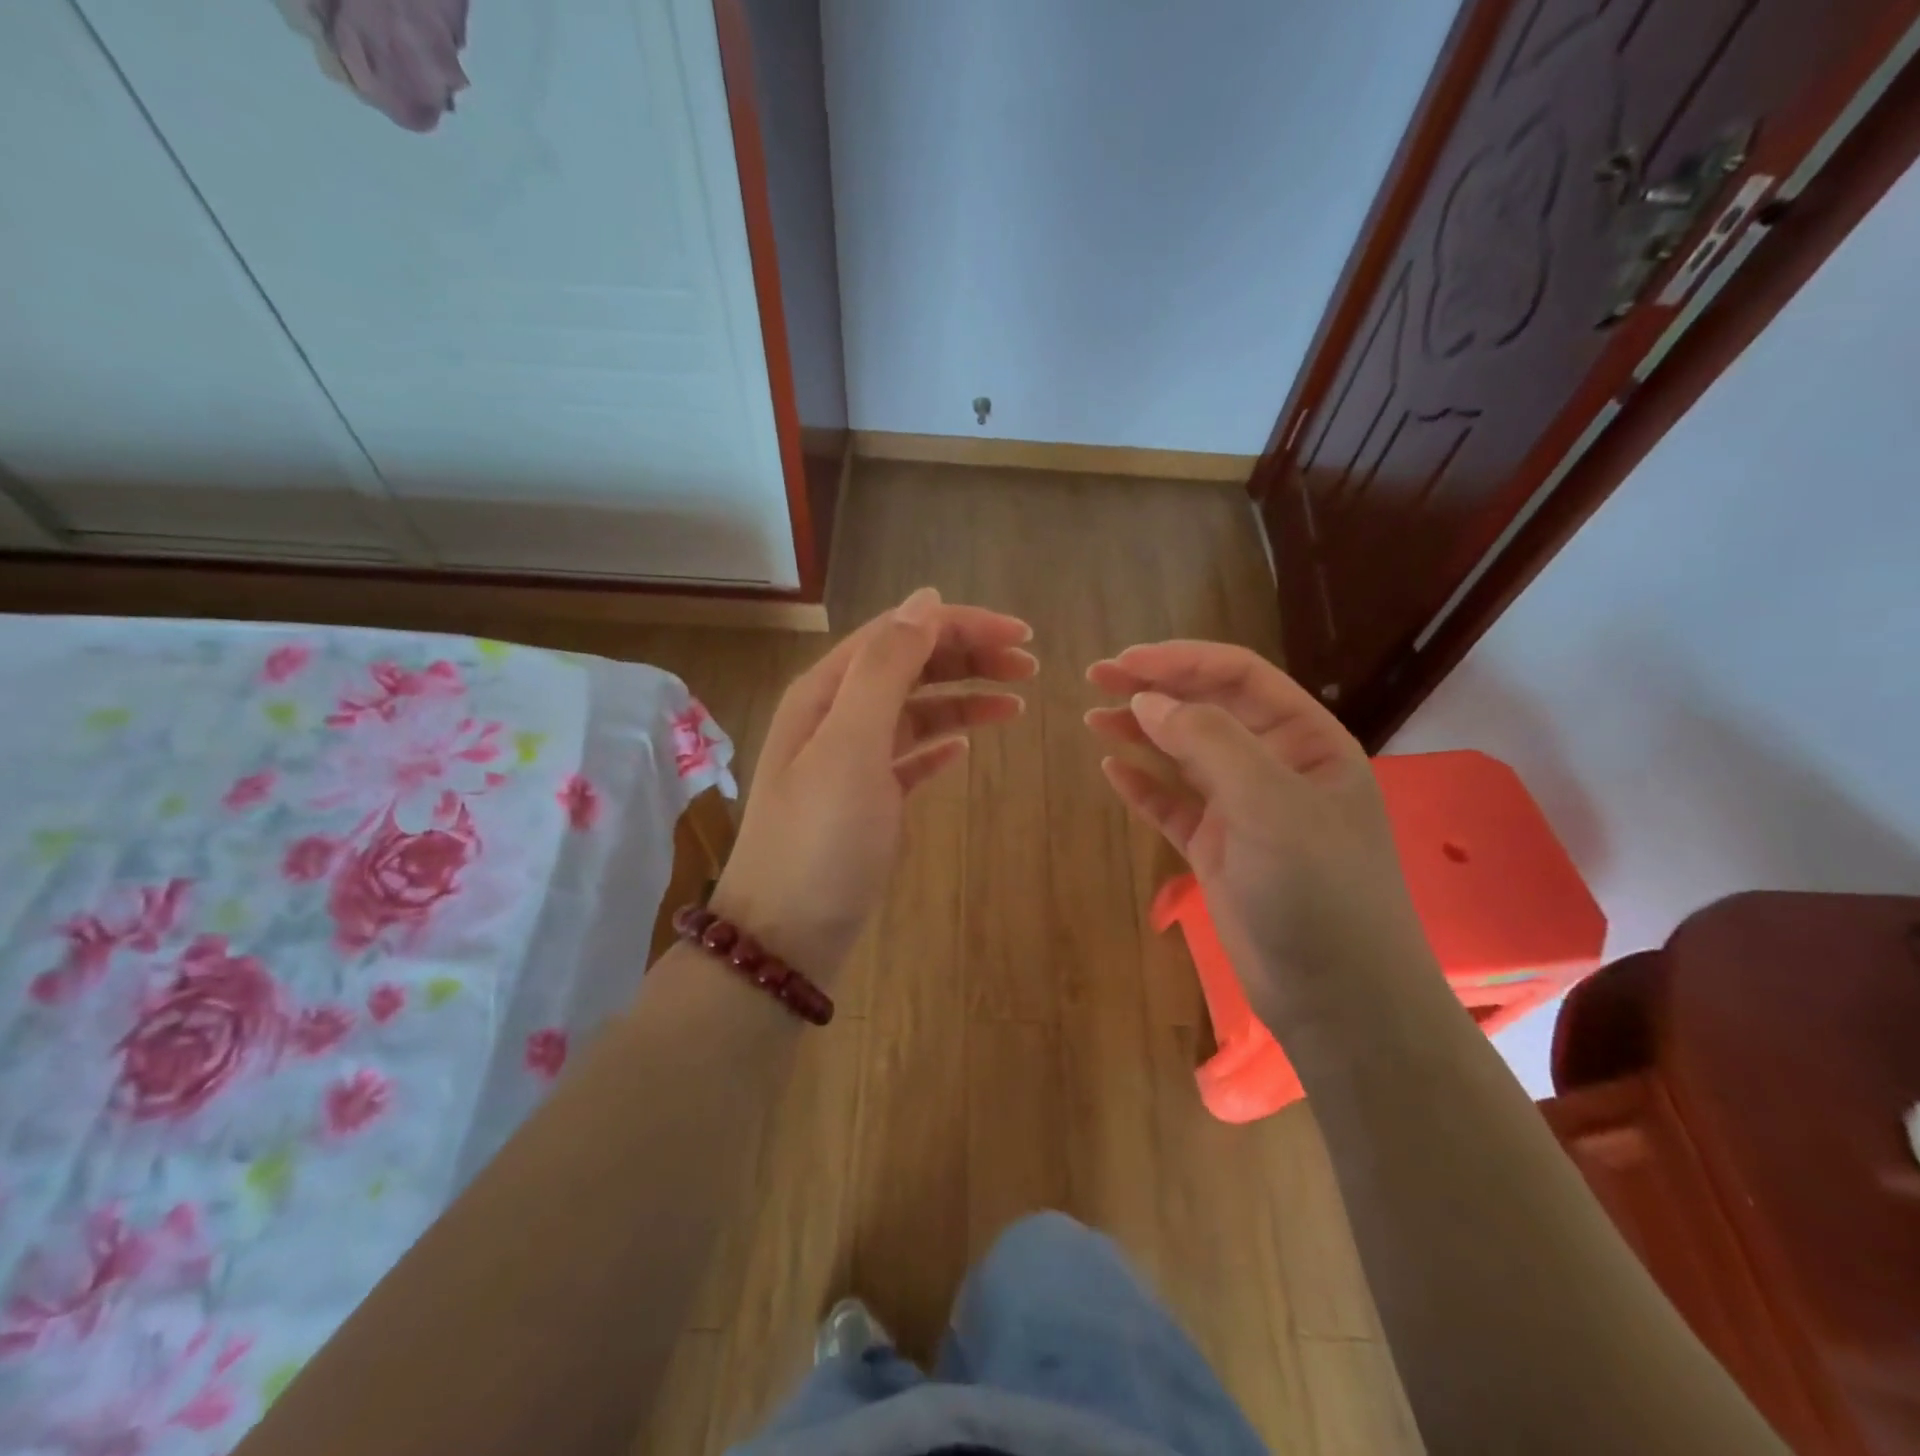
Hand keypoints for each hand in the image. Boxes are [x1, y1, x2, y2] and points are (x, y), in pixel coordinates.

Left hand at [710, 588, 1035, 976]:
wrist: (786, 937)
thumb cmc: (820, 839)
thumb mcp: (850, 744)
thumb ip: (886, 669)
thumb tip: (925, 601)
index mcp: (827, 692)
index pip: (900, 633)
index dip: (961, 626)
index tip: (1022, 636)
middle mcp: (836, 716)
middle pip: (909, 666)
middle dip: (968, 657)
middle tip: (1030, 668)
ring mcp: (850, 761)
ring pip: (914, 711)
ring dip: (962, 699)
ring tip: (1015, 704)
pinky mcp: (866, 801)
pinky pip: (909, 757)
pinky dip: (939, 744)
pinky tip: (966, 749)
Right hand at [1086, 642, 1430, 1022]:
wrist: (1338, 999)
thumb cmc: (1319, 890)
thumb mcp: (1270, 803)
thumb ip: (1209, 742)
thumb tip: (1147, 699)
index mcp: (1307, 741)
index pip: (1240, 678)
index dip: (1181, 661)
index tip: (1125, 662)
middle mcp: (1276, 767)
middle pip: (1208, 709)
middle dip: (1155, 689)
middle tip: (1096, 678)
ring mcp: (1245, 810)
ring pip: (1186, 755)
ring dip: (1142, 732)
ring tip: (1092, 717)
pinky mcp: (1218, 850)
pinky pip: (1173, 805)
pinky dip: (1143, 786)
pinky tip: (1111, 770)